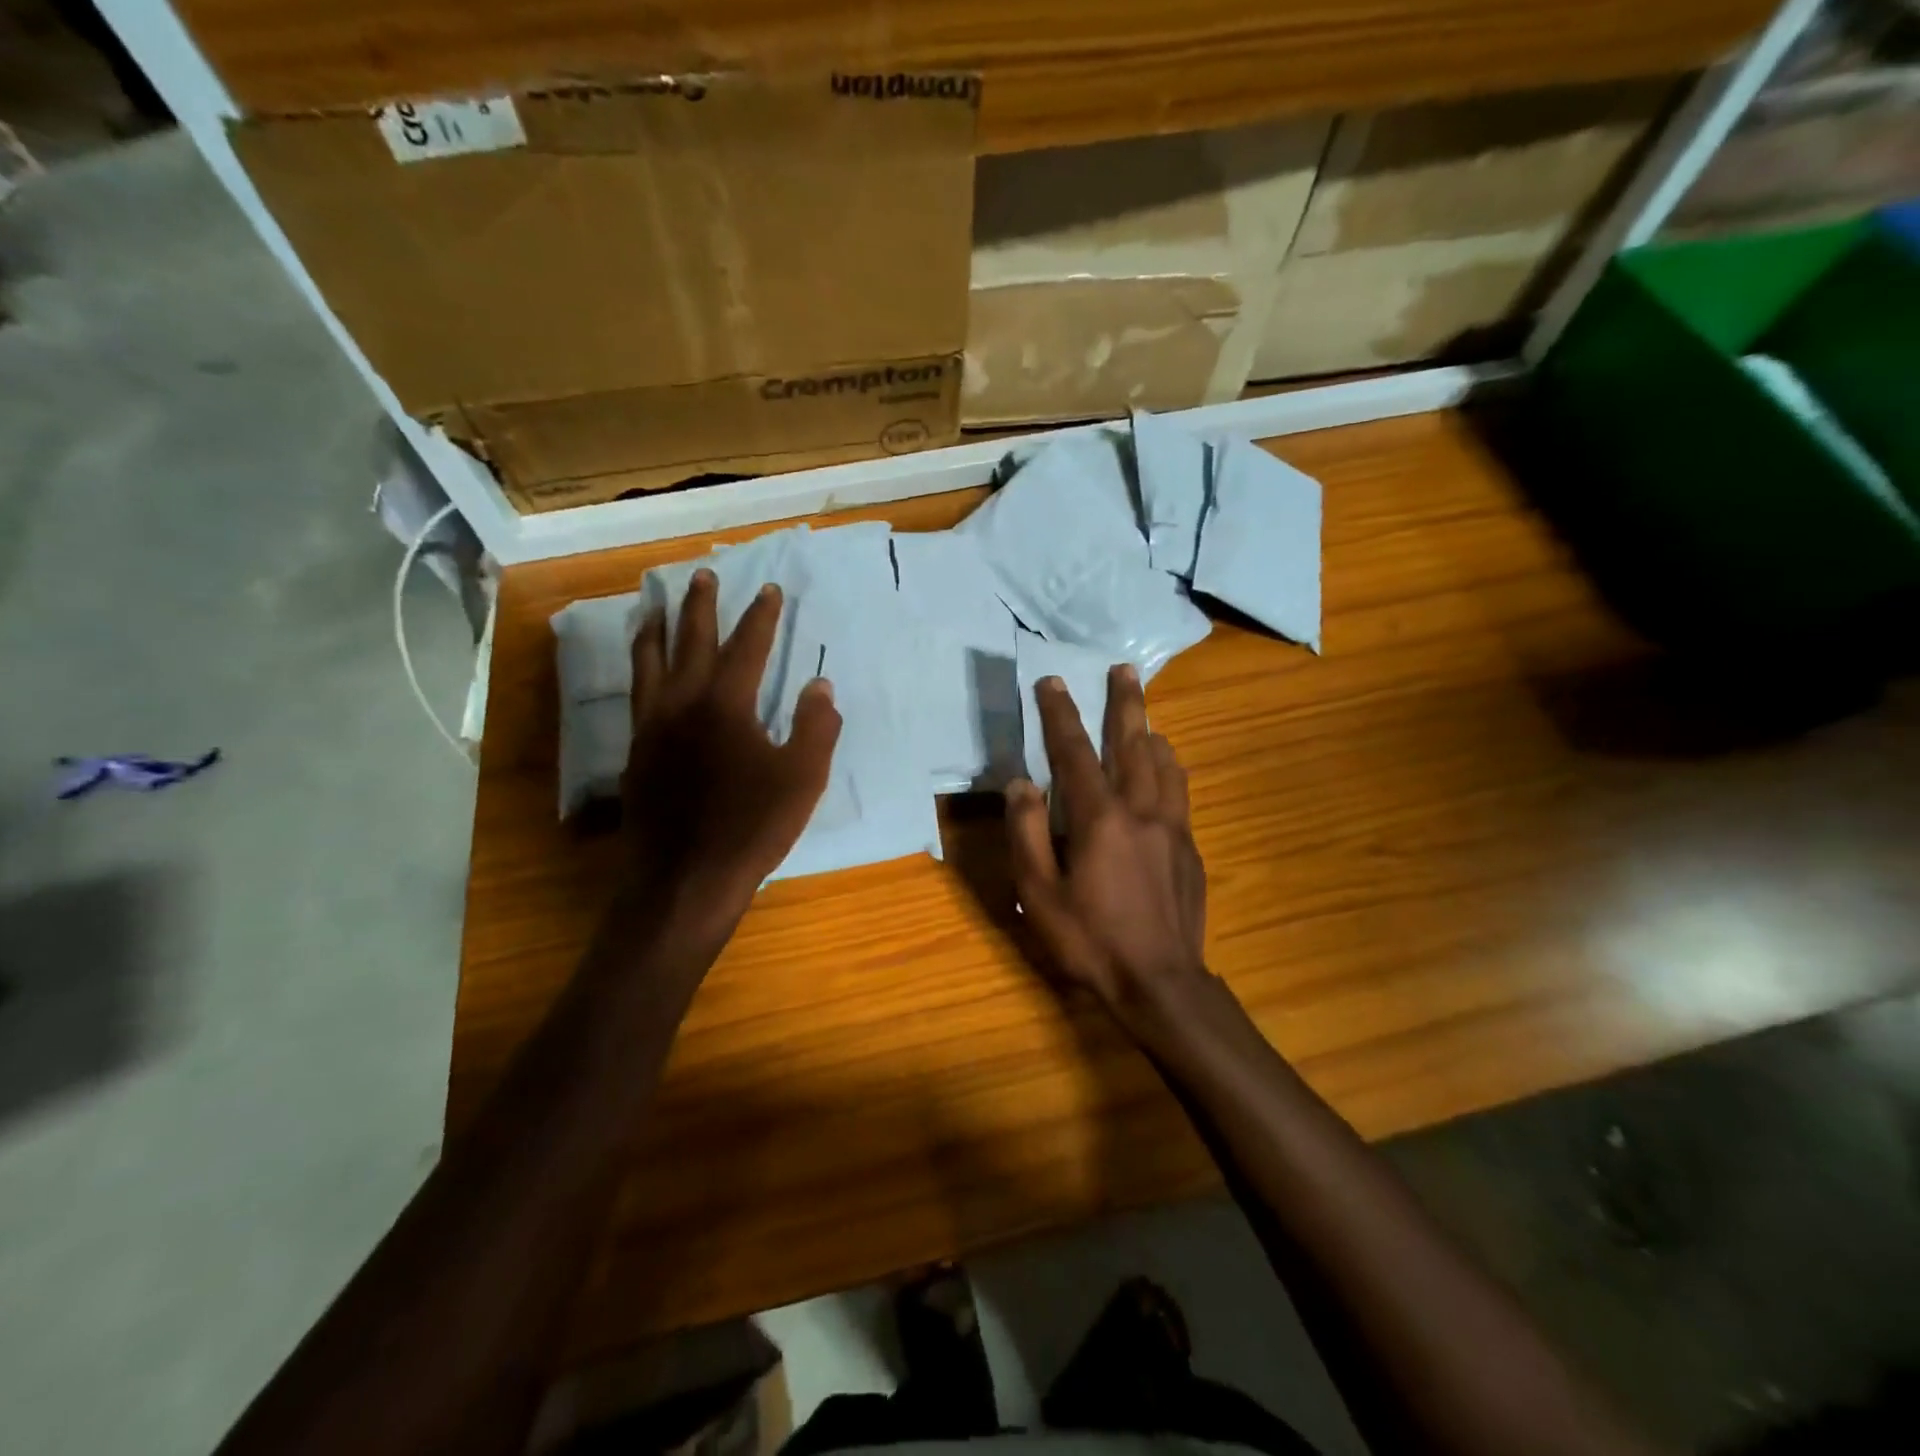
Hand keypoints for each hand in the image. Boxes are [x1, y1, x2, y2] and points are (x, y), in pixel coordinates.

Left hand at [624, 570, 840, 927]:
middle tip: (701, 576)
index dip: (761, 616)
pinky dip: (639, 670)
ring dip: (654, 630)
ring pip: (649, 664)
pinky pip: (636, 695)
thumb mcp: (802, 778)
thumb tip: (820, 685)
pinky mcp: (635, 753)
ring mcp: (652, 728)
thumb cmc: (752, 827)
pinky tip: (644, 674)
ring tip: (652, 607)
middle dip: (699, 606)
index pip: (747, 646)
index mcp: (726, 704)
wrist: (684, 880)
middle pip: (690, 641)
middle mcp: (682, 703)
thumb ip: (815, 726)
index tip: (769, 589)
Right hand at [1004, 664, 1209, 1029]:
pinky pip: (1180, 793)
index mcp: (1099, 818)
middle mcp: (1141, 811)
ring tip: (1146, 715)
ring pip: (1166, 765)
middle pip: (1133, 744)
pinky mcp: (1190, 850)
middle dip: (1125, 703)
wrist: (1161, 984)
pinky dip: (1170, 769)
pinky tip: (1168, 771)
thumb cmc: (1089, 940)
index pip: (1075, 752)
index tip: (1053, 681)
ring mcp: (1172, 829)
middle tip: (1125, 669)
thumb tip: (1021, 783)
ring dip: (1152, 732)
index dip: (1061, 714)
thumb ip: (1027, 833)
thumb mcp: (1038, 893)